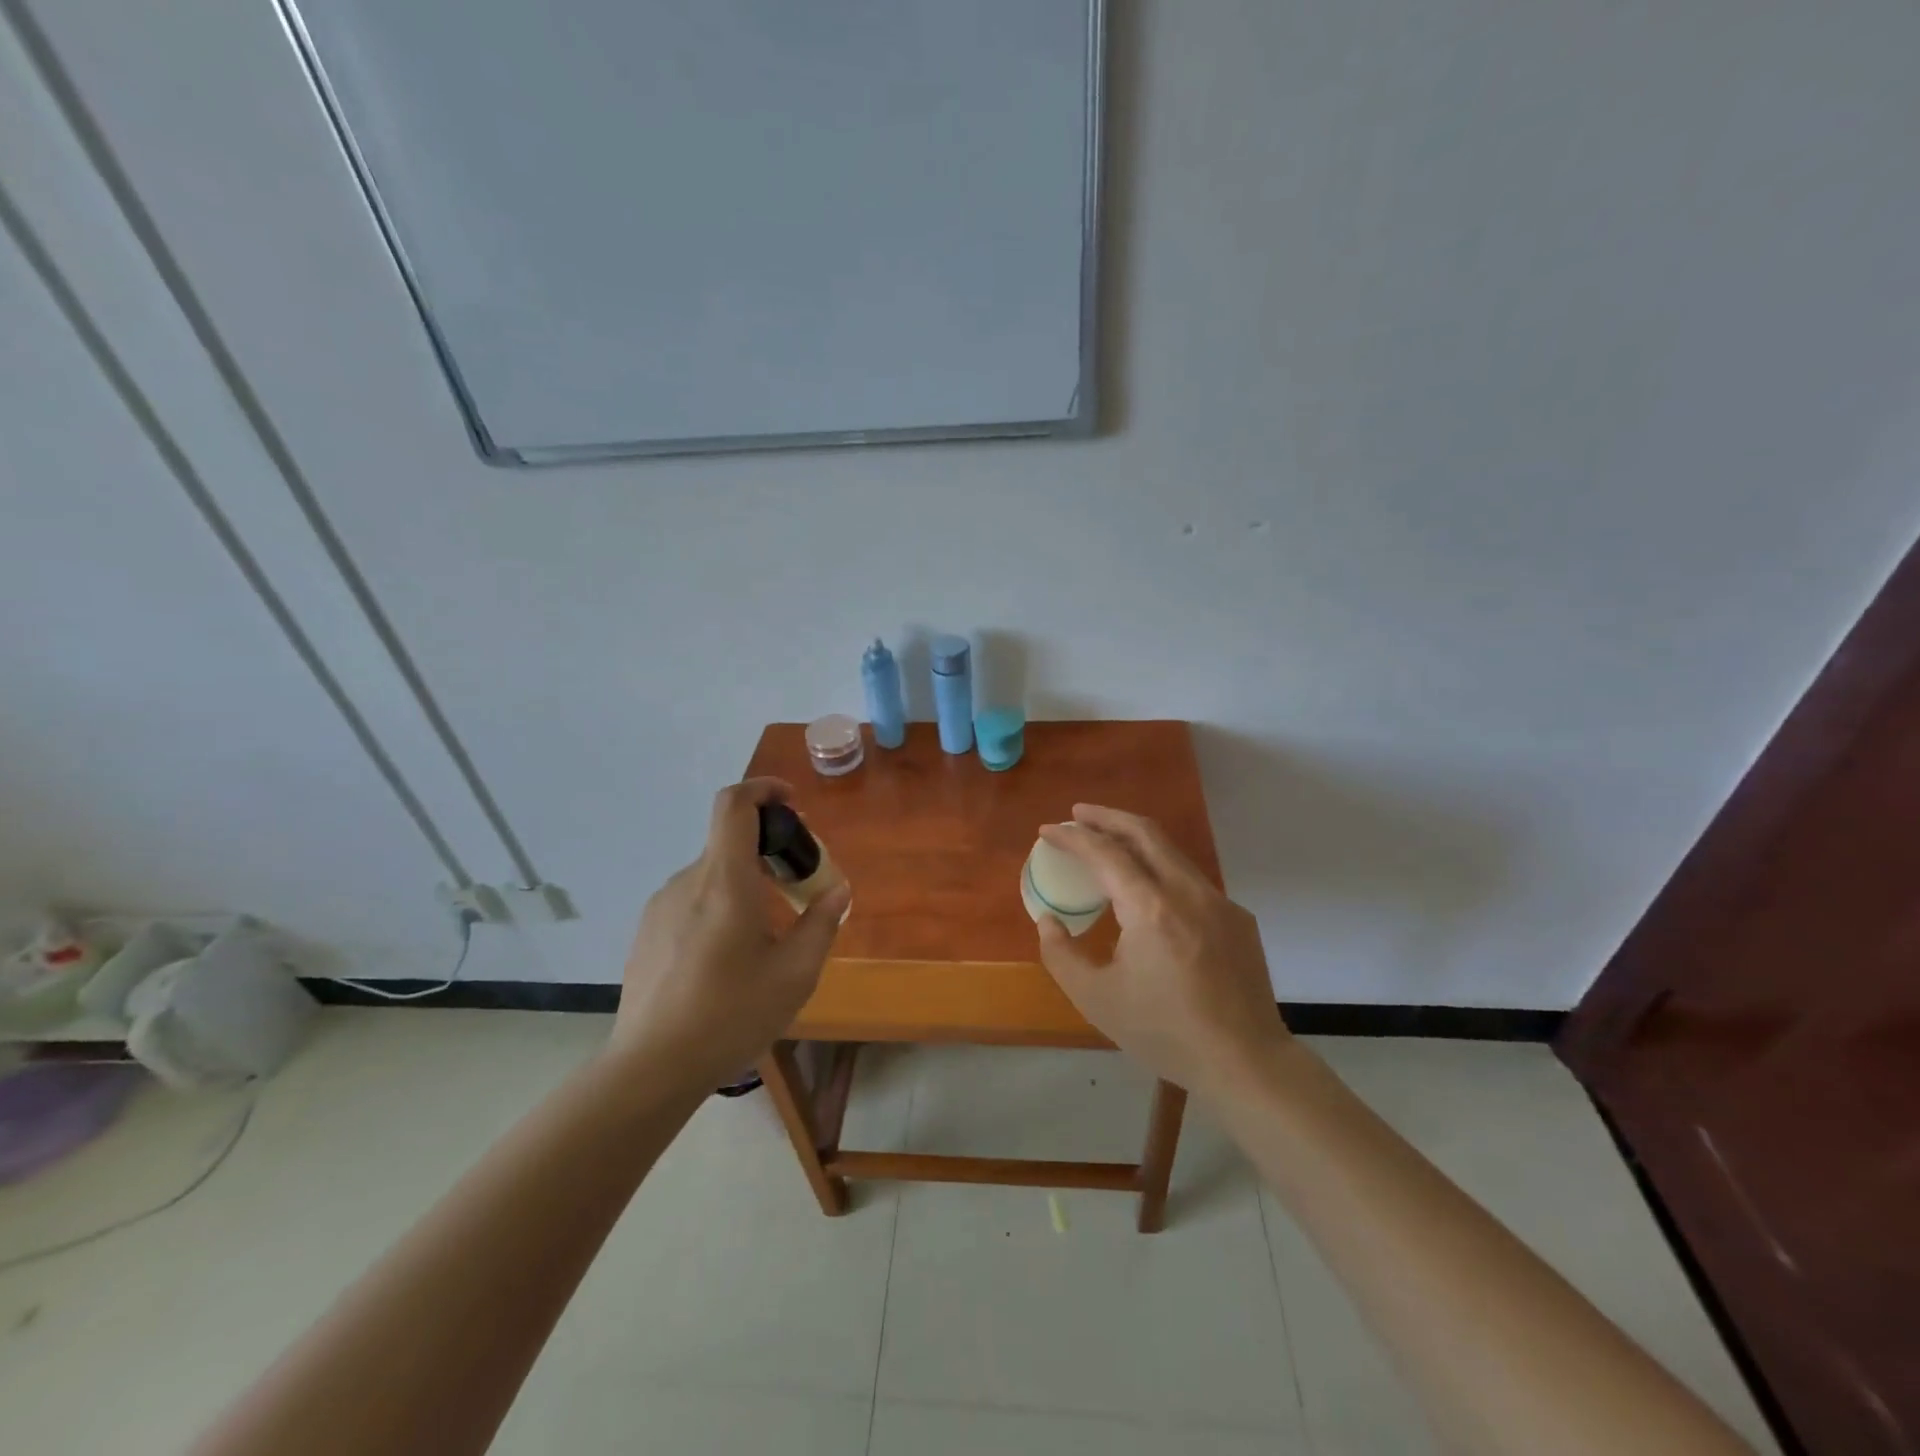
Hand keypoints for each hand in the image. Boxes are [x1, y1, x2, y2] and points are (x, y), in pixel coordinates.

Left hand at [609, 778, 850, 1090]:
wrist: (651, 1068)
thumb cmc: (731, 1015)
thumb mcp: (795, 974)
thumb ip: (821, 923)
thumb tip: (838, 891)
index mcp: (724, 881)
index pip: (734, 805)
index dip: (763, 790)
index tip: (791, 804)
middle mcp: (688, 882)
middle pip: (729, 842)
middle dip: (768, 851)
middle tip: (798, 887)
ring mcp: (660, 907)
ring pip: (712, 875)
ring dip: (744, 883)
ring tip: (767, 933)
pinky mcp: (647, 933)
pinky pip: (691, 901)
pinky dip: (719, 906)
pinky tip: (729, 957)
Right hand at [1035, 805, 1288, 1099]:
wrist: (1246, 1062)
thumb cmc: (1164, 1032)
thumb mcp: (1096, 999)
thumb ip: (1060, 954)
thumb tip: (1049, 920)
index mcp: (1151, 908)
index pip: (1105, 853)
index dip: (1072, 837)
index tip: (1048, 831)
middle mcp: (1188, 892)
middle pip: (1144, 832)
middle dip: (1106, 816)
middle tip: (1078, 814)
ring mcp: (1219, 902)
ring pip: (1172, 852)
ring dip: (1135, 839)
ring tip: (1108, 844)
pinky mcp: (1237, 918)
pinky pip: (1191, 881)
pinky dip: (1161, 871)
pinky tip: (1150, 894)